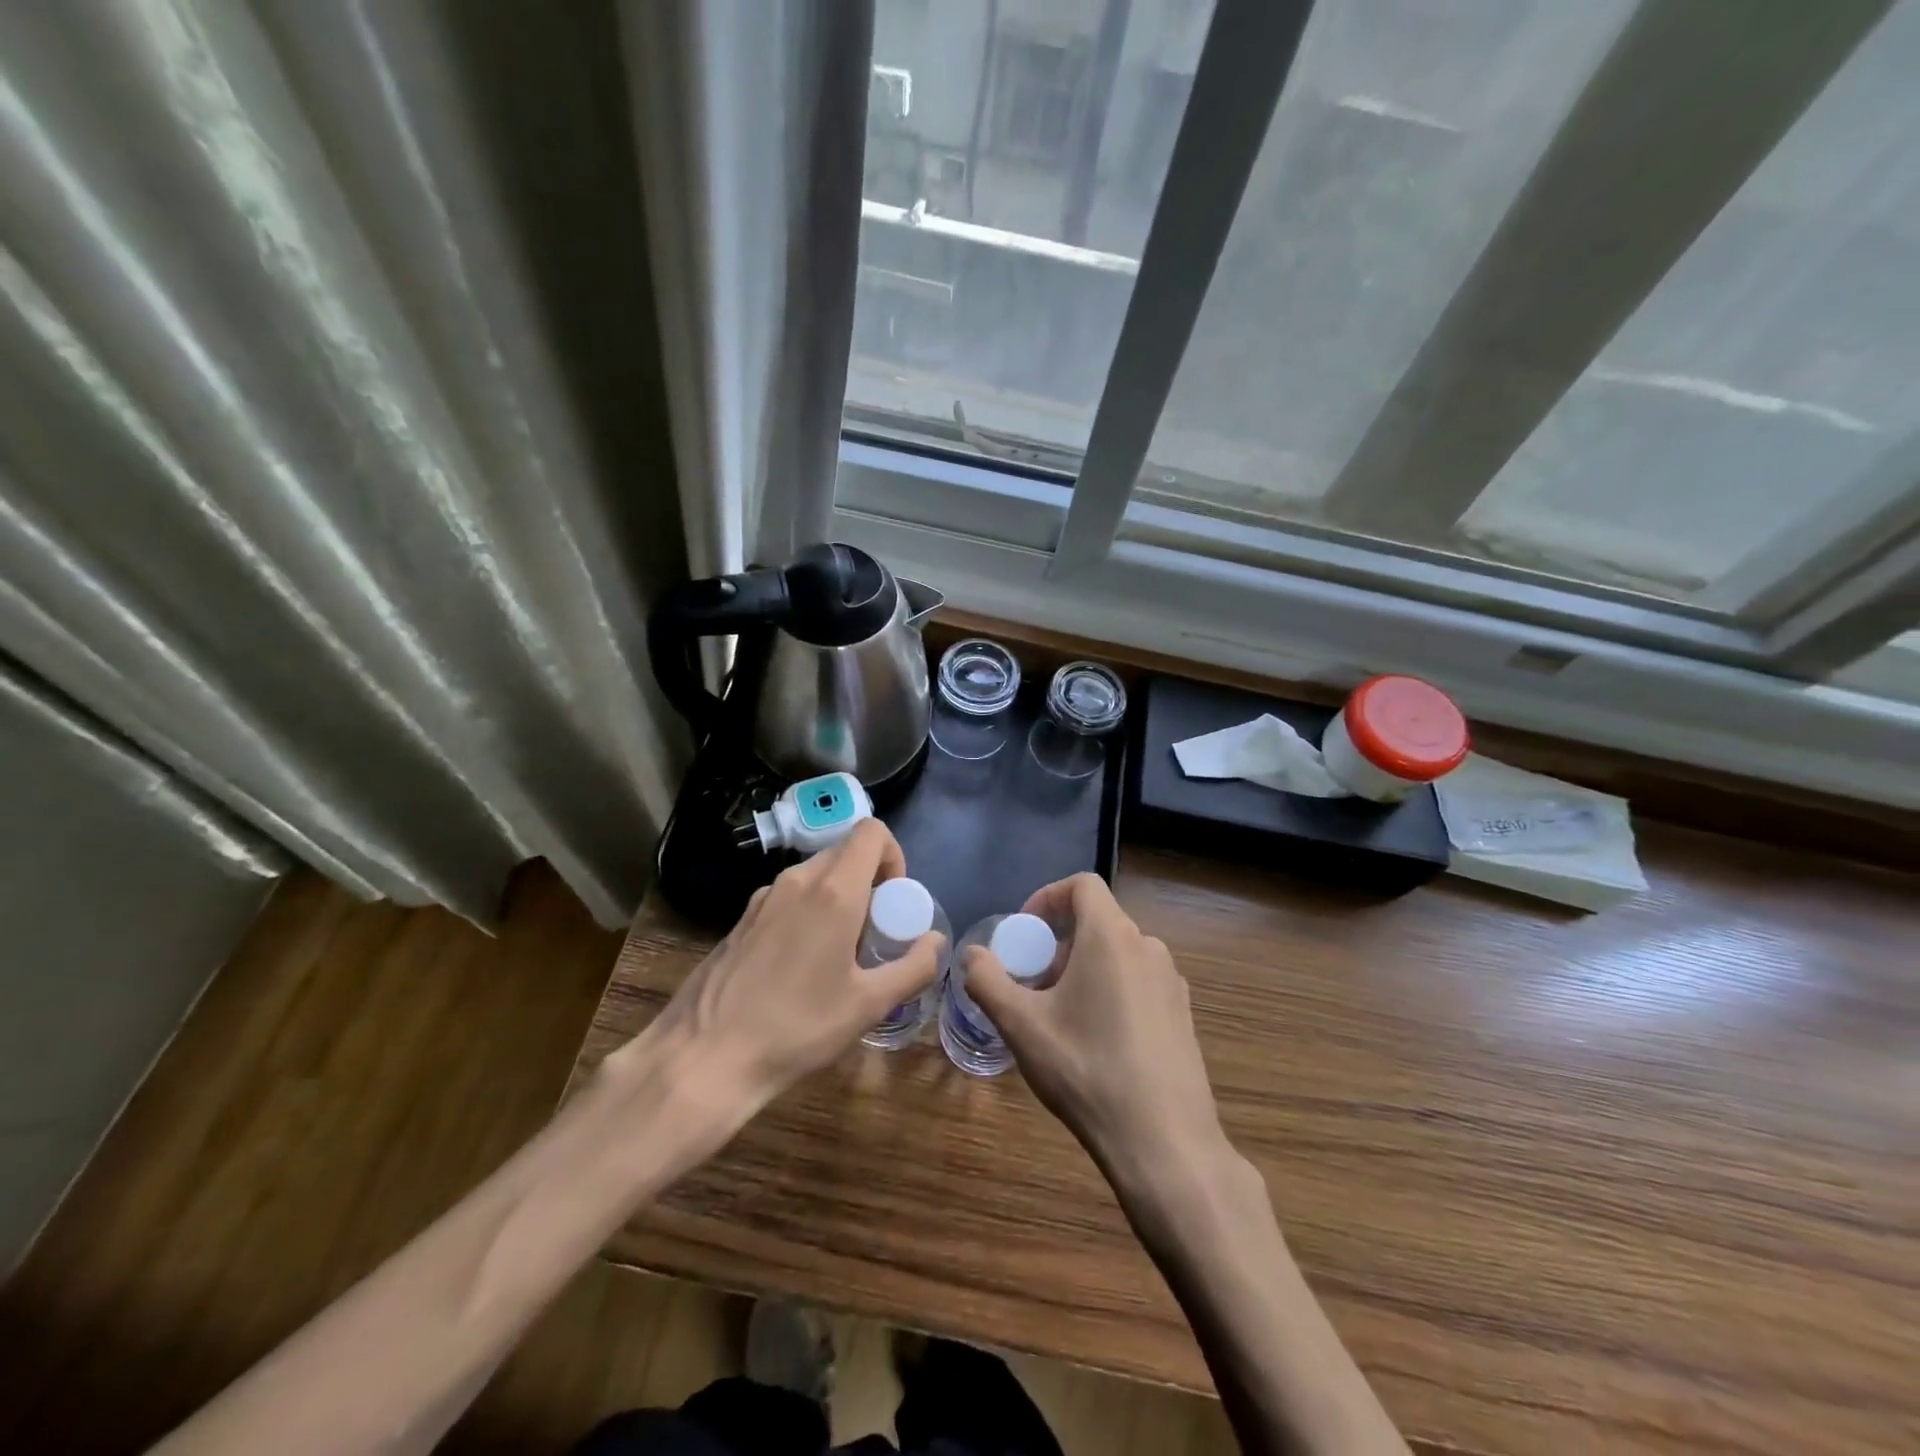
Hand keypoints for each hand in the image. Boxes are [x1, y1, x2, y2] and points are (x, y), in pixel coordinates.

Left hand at [629, 820, 942, 1113]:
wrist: (705, 1057)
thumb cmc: (797, 1028)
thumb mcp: (869, 1005)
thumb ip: (913, 967)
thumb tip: (935, 941)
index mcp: (833, 890)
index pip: (872, 832)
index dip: (894, 856)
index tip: (894, 902)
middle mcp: (797, 880)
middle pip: (845, 853)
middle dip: (870, 882)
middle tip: (874, 935)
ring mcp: (763, 897)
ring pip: (816, 876)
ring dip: (839, 898)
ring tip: (839, 956)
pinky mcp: (742, 919)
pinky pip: (789, 897)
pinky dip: (809, 913)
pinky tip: (800, 967)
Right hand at [962, 874, 1228, 1180]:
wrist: (1164, 1142)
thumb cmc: (1086, 1070)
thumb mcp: (1022, 1025)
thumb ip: (988, 981)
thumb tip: (971, 954)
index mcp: (1112, 936)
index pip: (1083, 885)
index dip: (1047, 897)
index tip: (1024, 932)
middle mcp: (1148, 947)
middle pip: (1098, 921)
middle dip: (1059, 943)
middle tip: (1033, 984)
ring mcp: (1172, 982)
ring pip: (1119, 954)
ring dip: (1084, 968)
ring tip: (1060, 1015)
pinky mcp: (1184, 1014)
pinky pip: (1139, 981)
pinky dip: (1111, 989)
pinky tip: (1097, 1040)